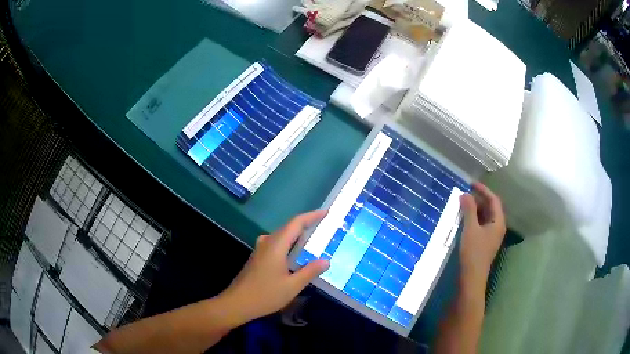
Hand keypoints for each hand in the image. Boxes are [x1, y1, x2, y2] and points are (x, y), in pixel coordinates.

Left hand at [221, 210, 329, 322]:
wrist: (237, 303)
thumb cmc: (265, 295)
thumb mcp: (292, 286)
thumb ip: (309, 271)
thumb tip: (326, 261)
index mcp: (276, 245)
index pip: (296, 223)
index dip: (311, 216)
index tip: (326, 212)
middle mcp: (267, 243)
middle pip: (288, 227)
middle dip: (306, 225)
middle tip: (324, 227)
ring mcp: (260, 250)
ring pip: (282, 236)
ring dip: (297, 236)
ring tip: (313, 240)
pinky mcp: (257, 257)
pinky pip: (276, 244)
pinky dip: (289, 245)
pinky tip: (296, 256)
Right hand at [459, 182, 505, 285]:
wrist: (472, 277)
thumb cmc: (474, 252)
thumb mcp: (470, 229)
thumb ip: (469, 210)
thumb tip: (465, 194)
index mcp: (498, 222)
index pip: (494, 200)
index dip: (483, 190)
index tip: (471, 184)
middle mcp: (497, 227)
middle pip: (491, 208)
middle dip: (479, 199)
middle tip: (465, 194)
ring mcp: (492, 235)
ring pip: (486, 217)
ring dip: (476, 209)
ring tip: (463, 205)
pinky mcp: (485, 242)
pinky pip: (482, 225)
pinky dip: (475, 219)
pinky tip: (465, 219)